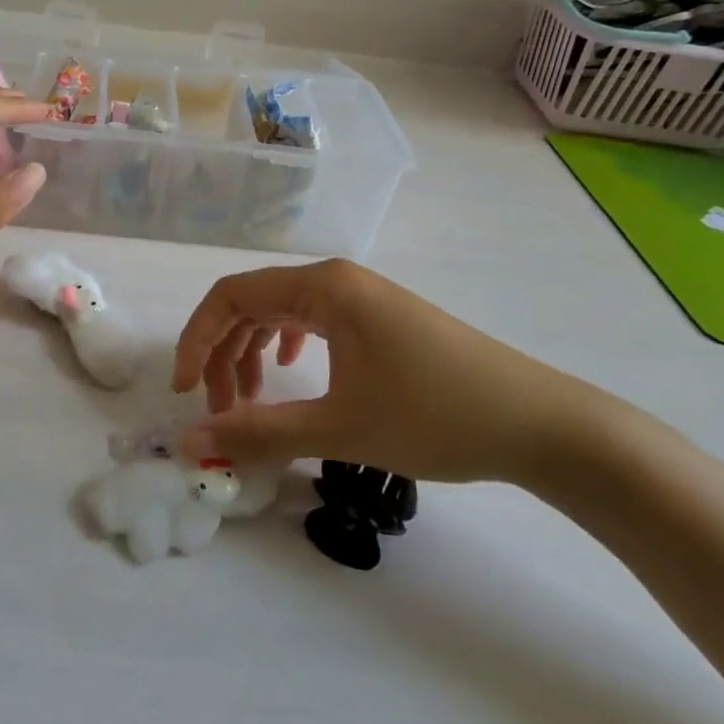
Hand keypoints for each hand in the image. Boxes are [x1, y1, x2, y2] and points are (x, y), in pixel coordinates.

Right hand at [172, 260, 629, 485]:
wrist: (540, 424)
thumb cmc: (435, 417)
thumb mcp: (339, 428)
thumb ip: (258, 433)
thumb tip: (189, 443)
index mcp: (323, 288)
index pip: (231, 296)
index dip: (196, 340)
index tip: (183, 393)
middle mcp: (337, 280)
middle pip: (253, 303)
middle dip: (222, 354)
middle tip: (217, 410)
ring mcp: (362, 296)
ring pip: (282, 314)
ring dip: (253, 354)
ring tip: (248, 402)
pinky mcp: (380, 318)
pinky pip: (313, 322)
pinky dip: (286, 347)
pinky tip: (291, 373)